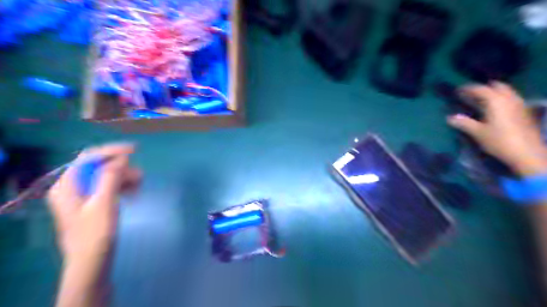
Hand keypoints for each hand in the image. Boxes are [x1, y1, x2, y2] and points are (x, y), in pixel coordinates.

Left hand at [48, 144, 139, 260]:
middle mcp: (72, 187)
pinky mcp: (93, 202)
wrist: (92, 261)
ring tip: (139, 186)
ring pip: (107, 175)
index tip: (136, 150)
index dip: (112, 151)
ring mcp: (82, 195)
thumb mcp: (104, 203)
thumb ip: (110, 177)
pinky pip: (109, 186)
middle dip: (122, 168)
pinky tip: (133, 192)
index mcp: (67, 185)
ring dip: (125, 177)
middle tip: (140, 177)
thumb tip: (121, 157)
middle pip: (99, 166)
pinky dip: (123, 185)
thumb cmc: (96, 233)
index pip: (89, 158)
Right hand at [446, 81, 546, 175]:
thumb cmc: (499, 140)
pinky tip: (495, 109)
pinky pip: (511, 99)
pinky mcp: (525, 112)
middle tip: (472, 94)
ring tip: (482, 100)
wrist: (527, 153)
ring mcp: (519, 105)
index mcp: (496, 101)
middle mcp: (509, 99)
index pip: (480, 89)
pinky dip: (502, 100)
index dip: (468, 89)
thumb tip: (450, 118)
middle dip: (484, 88)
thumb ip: (464, 123)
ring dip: (494, 93)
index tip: (458, 91)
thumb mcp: (477, 133)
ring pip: (506, 92)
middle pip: (497, 87)